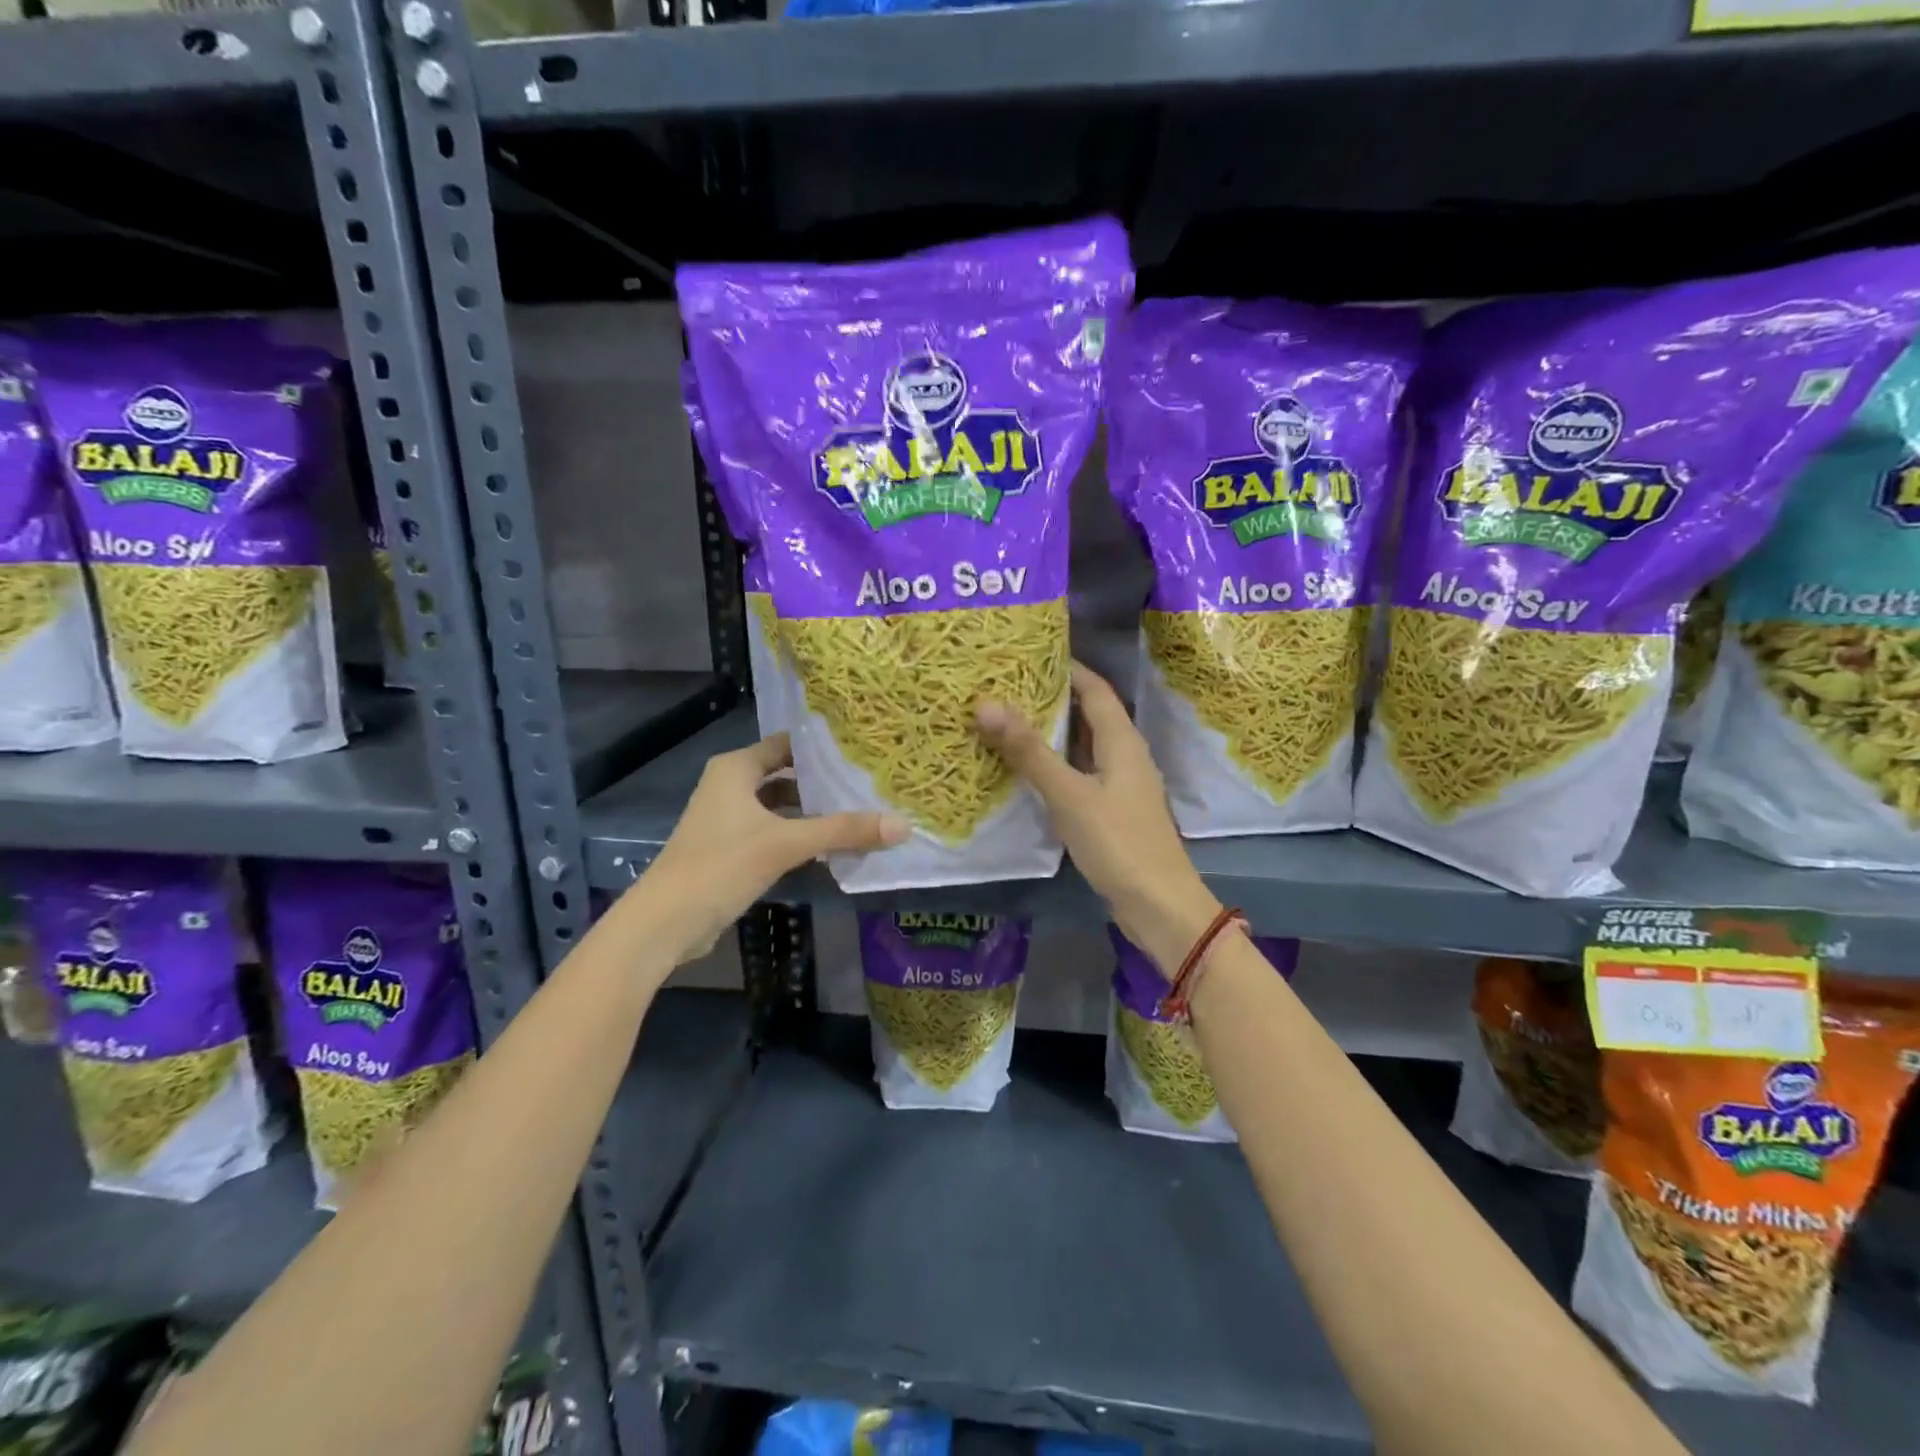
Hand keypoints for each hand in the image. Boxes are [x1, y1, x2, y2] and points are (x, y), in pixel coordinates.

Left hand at [630, 733, 907, 965]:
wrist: (665, 922)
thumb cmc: (721, 865)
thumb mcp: (786, 844)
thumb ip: (843, 831)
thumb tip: (902, 825)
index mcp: (736, 769)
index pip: (787, 744)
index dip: (822, 746)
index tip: (862, 749)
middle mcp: (729, 786)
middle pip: (786, 774)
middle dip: (823, 781)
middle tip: (868, 782)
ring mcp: (728, 819)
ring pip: (780, 805)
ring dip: (812, 810)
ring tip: (857, 812)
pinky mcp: (730, 849)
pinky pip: (772, 831)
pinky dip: (798, 834)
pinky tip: (829, 845)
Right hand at [977, 663, 1221, 974]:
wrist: (1159, 905)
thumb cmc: (1118, 842)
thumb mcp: (1069, 795)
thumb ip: (1029, 751)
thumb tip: (986, 704)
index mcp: (1122, 741)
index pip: (1094, 688)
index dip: (1067, 667)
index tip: (1028, 654)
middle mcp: (1125, 755)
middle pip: (1089, 714)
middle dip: (1052, 698)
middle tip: (1006, 687)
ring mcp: (1121, 785)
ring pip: (1084, 746)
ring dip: (1053, 733)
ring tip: (1009, 721)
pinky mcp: (1113, 812)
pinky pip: (1082, 774)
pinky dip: (1056, 765)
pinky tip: (1028, 772)